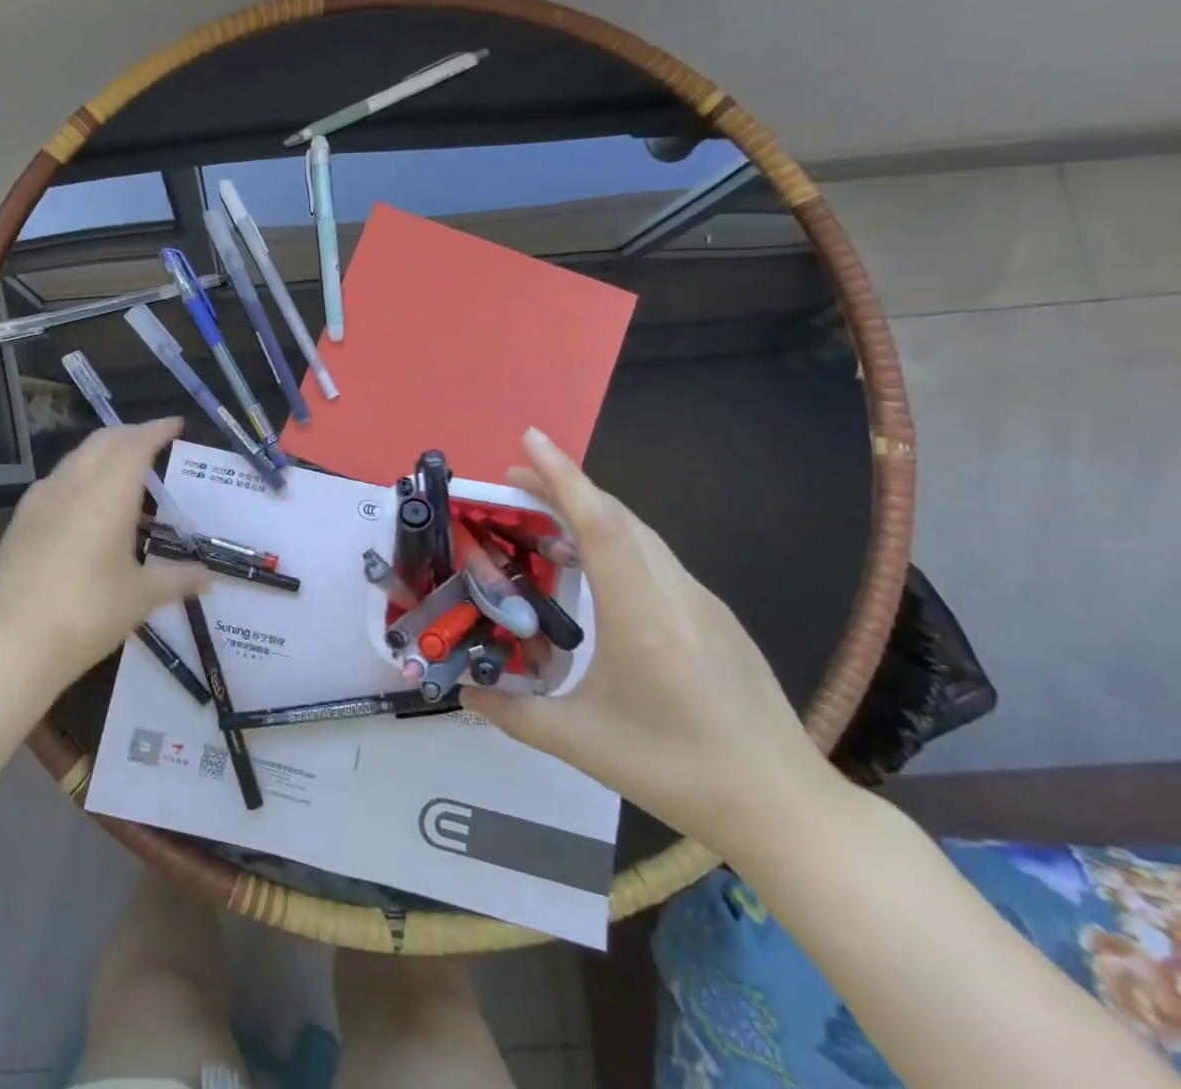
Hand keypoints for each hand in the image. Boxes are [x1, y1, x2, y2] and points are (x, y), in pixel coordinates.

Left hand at [0, 418, 209, 692]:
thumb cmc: (87, 615)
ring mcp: (41, 499)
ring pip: (77, 456)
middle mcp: (74, 485)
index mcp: (108, 495)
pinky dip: (79, 472)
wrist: (12, 644)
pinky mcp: (21, 518)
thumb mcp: (140, 598)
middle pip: (104, 441)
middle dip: (131, 433)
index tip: (176, 424)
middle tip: (154, 439)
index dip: (157, 430)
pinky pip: (56, 478)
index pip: (136, 445)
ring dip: (103, 450)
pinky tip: (83, 497)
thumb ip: (177, 580)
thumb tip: (208, 578)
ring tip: (123, 465)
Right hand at [463, 428, 842, 858]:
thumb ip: (512, 713)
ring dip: (591, 510)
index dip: (562, 476)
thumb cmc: (677, 773)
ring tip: (544, 514)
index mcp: (642, 617)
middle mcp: (675, 594)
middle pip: (618, 517)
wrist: (786, 809)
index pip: (599, 524)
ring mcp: (702, 603)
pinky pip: (657, 558)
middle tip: (515, 479)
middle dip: (565, 485)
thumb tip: (463, 691)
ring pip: (641, 534)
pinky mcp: (716, 617)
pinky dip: (617, 539)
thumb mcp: (581, 744)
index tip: (530, 439)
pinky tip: (595, 566)